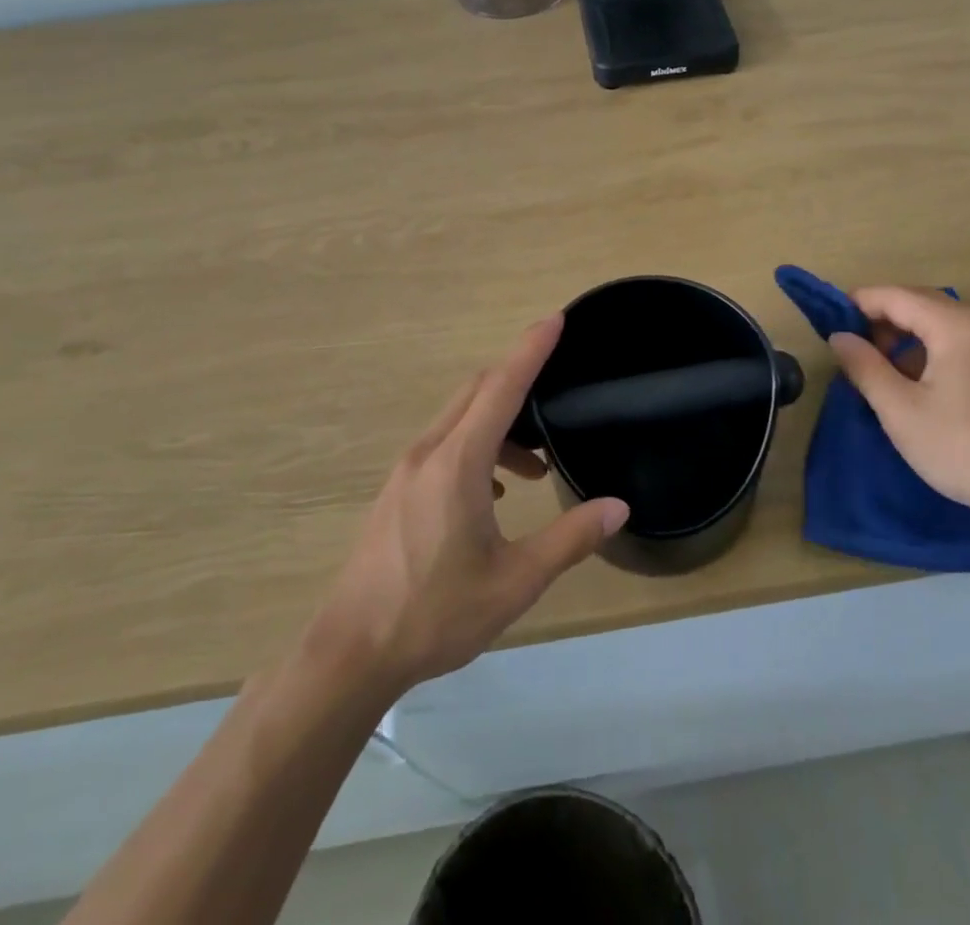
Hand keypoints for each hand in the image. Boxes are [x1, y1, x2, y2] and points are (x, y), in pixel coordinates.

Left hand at [304, 315, 629, 692]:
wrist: (352, 651)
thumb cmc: (435, 614)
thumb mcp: (514, 582)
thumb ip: (569, 540)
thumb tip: (617, 507)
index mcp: (457, 462)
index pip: (501, 387)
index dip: (530, 350)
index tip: (555, 319)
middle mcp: (428, 452)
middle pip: (477, 392)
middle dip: (517, 380)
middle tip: (557, 388)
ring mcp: (406, 470)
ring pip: (459, 419)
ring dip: (499, 424)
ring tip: (533, 467)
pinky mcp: (397, 489)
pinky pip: (443, 444)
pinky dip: (476, 446)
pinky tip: (492, 493)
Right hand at [827, 287, 969, 523]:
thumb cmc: (965, 448)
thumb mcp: (901, 410)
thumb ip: (865, 367)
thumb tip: (840, 337)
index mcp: (958, 327)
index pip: (897, 296)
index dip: (859, 303)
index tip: (830, 322)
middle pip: (923, 303)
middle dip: (884, 318)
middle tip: (854, 347)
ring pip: (945, 321)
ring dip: (909, 334)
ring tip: (883, 367)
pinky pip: (966, 340)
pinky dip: (936, 347)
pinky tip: (922, 381)